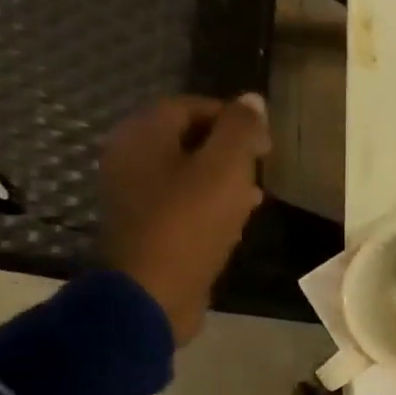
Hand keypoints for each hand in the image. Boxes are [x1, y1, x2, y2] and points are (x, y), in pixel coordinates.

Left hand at [99, 94, 270, 345]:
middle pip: (187, 138)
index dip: (232, 116)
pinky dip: (211, 203)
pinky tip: (238, 219)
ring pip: (187, 172)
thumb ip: (241, 130)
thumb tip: (253, 99)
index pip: (190, 106)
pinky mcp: (147, 228)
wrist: (153, 294)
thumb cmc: (189, 223)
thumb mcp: (225, 169)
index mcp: (142, 136)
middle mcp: (130, 159)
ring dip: (223, 178)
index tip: (265, 140)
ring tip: (257, 192)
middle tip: (262, 165)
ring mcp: (135, 196)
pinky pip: (183, 202)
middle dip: (229, 148)